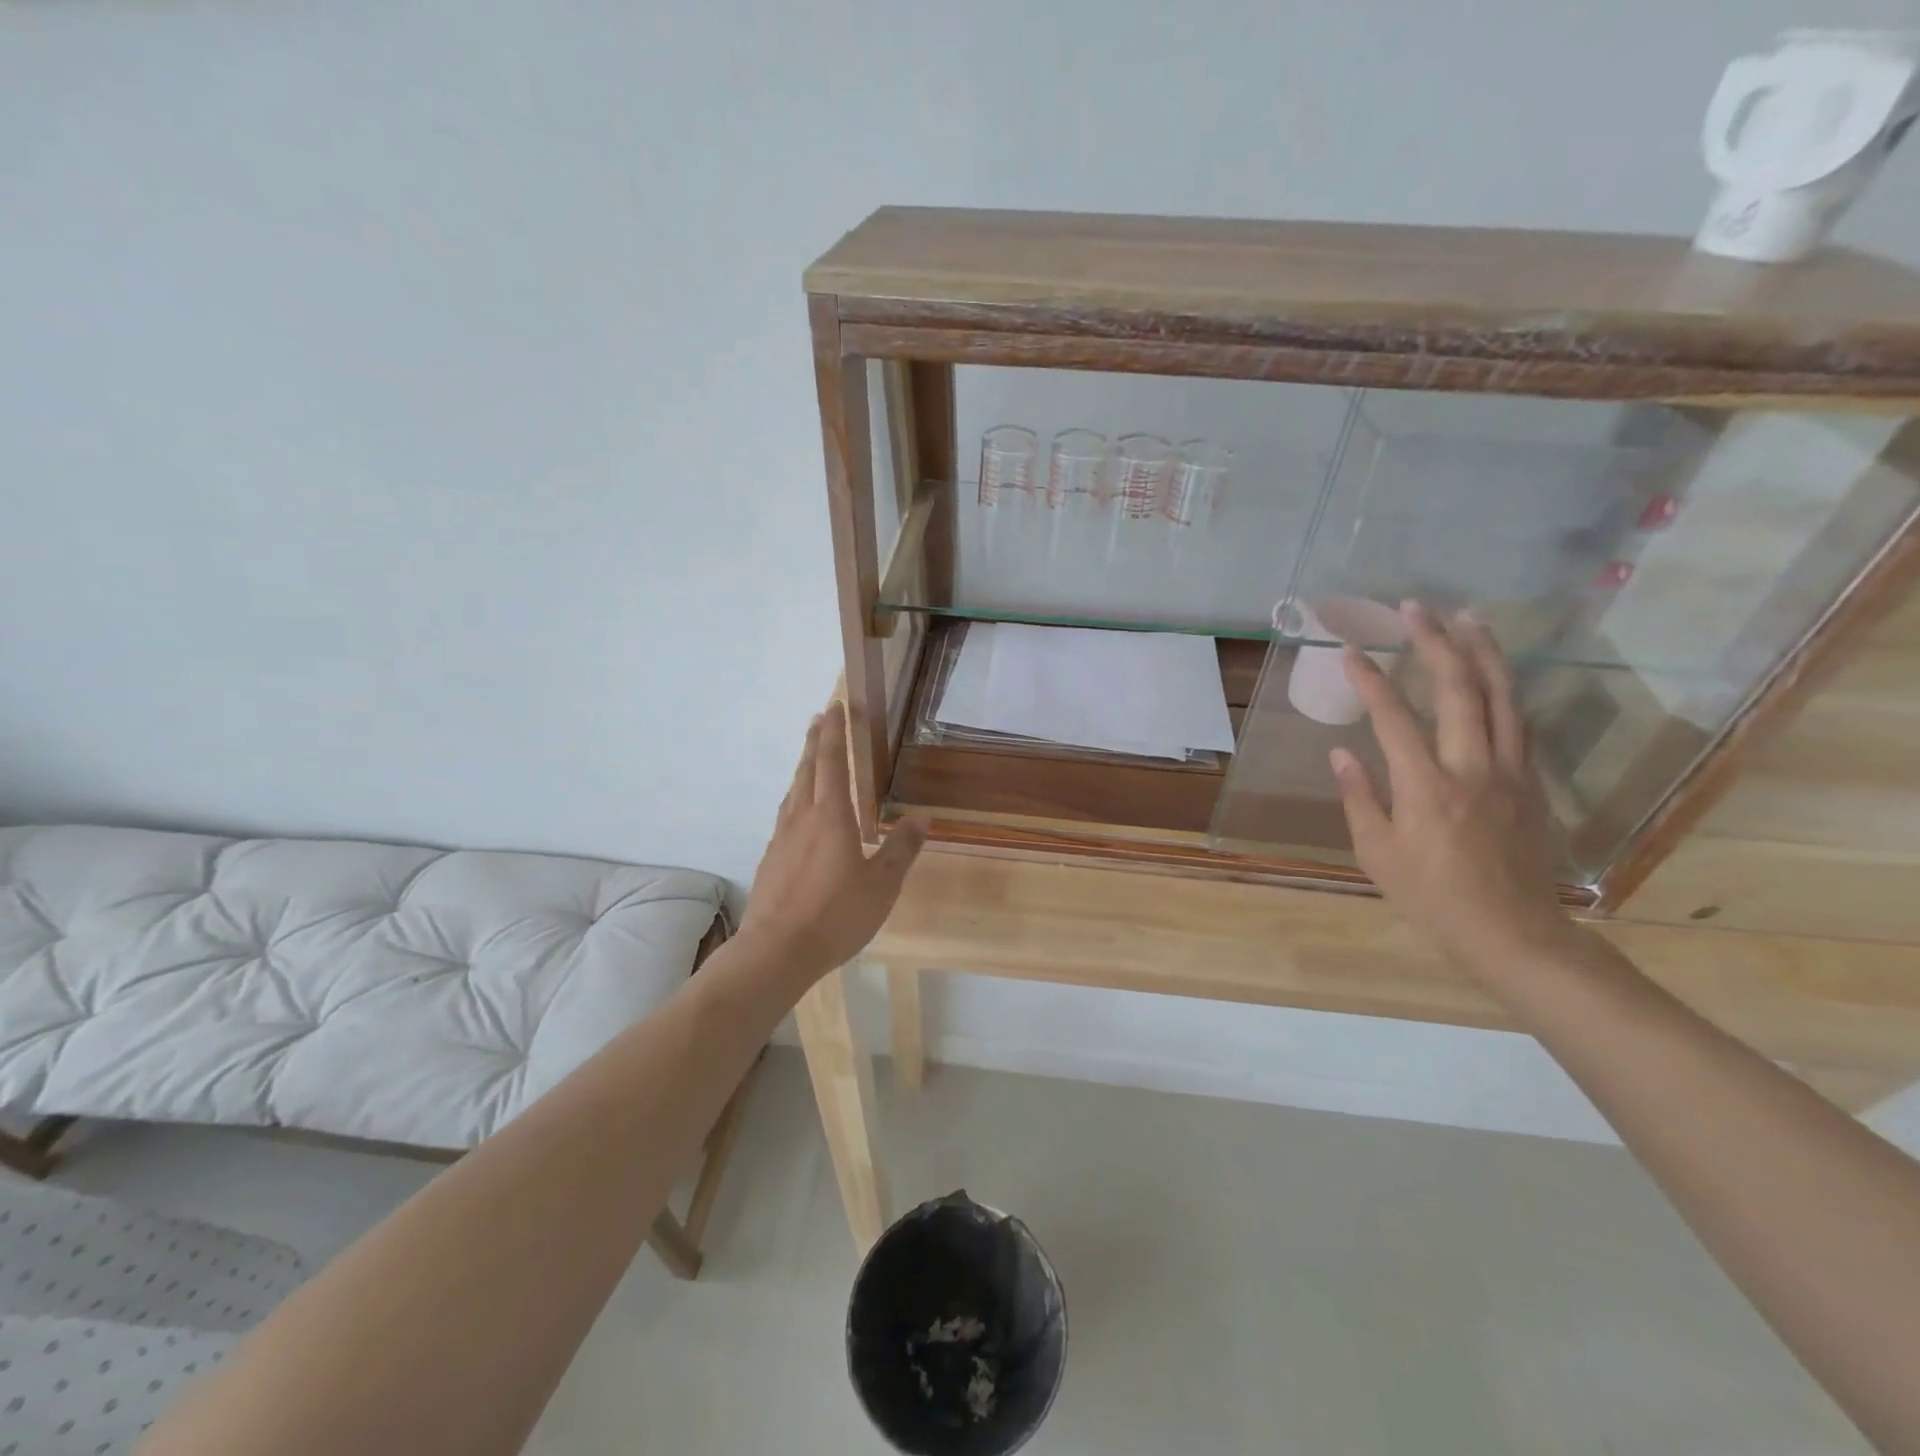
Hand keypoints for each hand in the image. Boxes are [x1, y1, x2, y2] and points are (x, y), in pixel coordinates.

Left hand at [739, 702, 926, 983]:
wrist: (776, 951)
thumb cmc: (836, 915)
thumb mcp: (882, 885)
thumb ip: (901, 849)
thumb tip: (922, 817)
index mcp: (831, 816)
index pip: (834, 762)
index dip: (836, 733)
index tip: (836, 707)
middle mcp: (802, 818)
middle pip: (808, 769)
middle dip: (816, 741)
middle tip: (821, 718)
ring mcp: (782, 838)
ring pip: (793, 791)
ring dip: (804, 768)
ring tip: (811, 758)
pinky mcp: (771, 859)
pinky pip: (786, 815)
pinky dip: (796, 799)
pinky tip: (800, 815)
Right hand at [1330, 602, 1579, 972]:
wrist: (1514, 932)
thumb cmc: (1432, 898)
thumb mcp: (1377, 854)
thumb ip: (1359, 798)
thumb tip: (1342, 752)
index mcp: (1426, 787)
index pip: (1394, 719)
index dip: (1370, 682)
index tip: (1350, 652)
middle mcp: (1473, 767)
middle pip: (1459, 690)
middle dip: (1435, 643)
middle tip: (1417, 608)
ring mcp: (1511, 772)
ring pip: (1502, 697)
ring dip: (1483, 652)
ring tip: (1468, 618)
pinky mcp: (1532, 782)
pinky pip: (1520, 723)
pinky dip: (1505, 689)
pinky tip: (1495, 673)